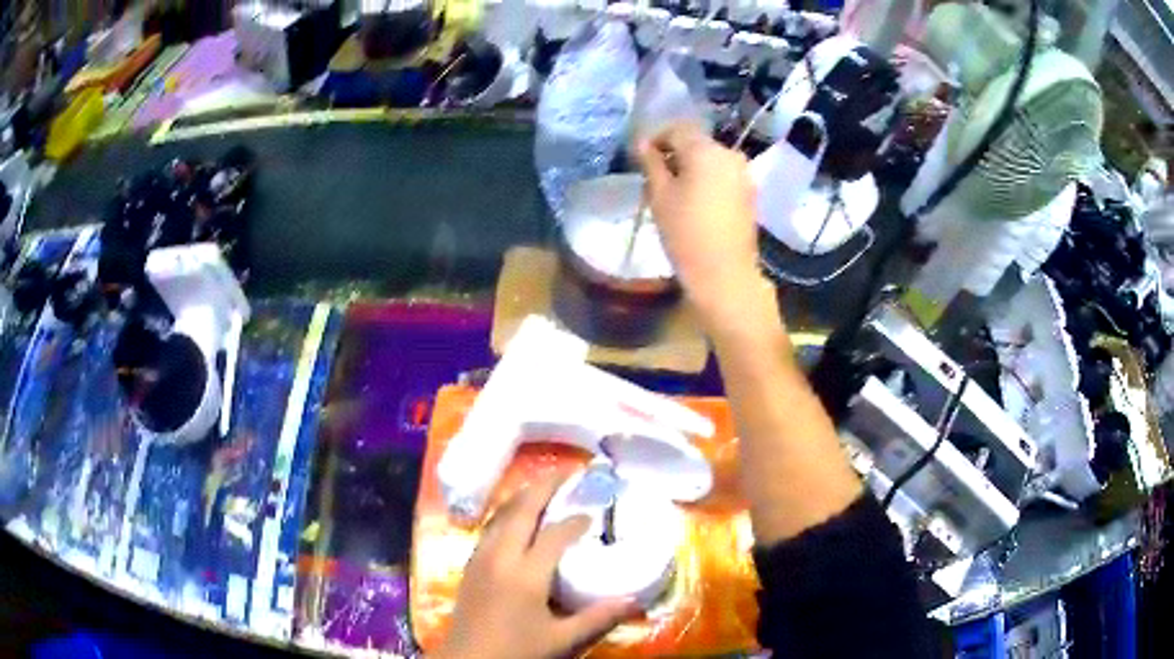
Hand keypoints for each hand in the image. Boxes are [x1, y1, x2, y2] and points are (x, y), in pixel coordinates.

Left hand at [434, 475, 637, 658]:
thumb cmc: (516, 652)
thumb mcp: (562, 640)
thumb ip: (598, 618)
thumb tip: (635, 601)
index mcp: (525, 573)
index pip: (555, 533)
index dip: (576, 520)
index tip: (595, 513)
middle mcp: (500, 556)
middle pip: (521, 509)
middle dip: (545, 486)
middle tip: (569, 472)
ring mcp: (480, 558)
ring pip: (501, 514)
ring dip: (524, 496)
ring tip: (546, 487)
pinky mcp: (470, 565)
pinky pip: (490, 527)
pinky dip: (509, 513)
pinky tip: (518, 519)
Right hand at [638, 123, 771, 332]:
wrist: (724, 274)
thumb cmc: (685, 233)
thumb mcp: (659, 195)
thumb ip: (651, 163)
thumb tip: (642, 144)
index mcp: (706, 150)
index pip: (676, 128)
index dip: (656, 138)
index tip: (641, 159)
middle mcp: (729, 154)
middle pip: (696, 142)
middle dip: (674, 153)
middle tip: (654, 177)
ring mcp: (743, 173)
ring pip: (710, 159)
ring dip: (690, 166)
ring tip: (673, 192)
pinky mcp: (749, 192)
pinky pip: (722, 174)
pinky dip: (706, 179)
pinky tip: (694, 202)